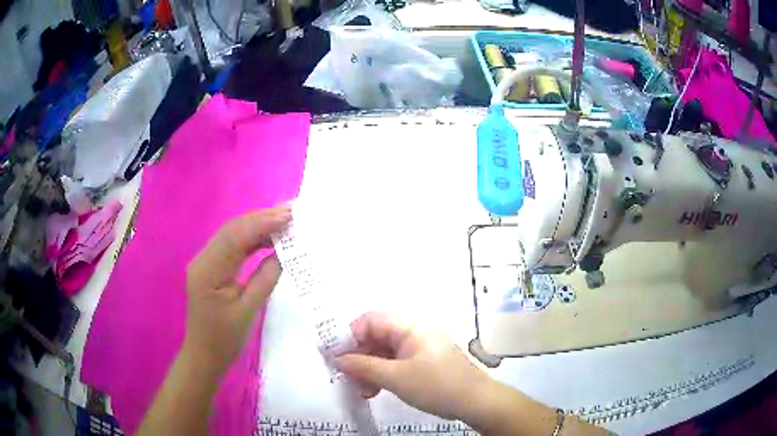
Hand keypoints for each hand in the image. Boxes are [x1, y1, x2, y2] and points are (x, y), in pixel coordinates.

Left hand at [184, 206, 289, 374]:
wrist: (204, 355)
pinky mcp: (212, 268)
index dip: (261, 223)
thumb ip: (265, 279)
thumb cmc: (225, 339)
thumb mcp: (248, 311)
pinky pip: (232, 247)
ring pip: (232, 235)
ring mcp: (206, 262)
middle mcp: (203, 259)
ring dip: (257, 226)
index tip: (288, 216)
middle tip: (291, 212)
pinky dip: (251, 239)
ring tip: (283, 220)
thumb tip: (282, 253)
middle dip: (261, 218)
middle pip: (232, 230)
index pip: (235, 237)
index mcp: (208, 271)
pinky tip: (268, 238)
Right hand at [333, 312, 491, 420]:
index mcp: (410, 327)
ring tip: (361, 390)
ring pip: (383, 353)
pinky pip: (394, 363)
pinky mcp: (422, 363)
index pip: (371, 320)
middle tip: (347, 378)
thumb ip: (363, 366)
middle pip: (376, 337)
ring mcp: (419, 349)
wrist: (476, 402)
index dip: (350, 336)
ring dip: (368, 370)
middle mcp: (413, 333)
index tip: (336, 357)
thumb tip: (336, 358)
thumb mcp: (395, 377)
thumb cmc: (436, 385)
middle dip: (358, 357)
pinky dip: (382, 375)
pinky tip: (374, 391)